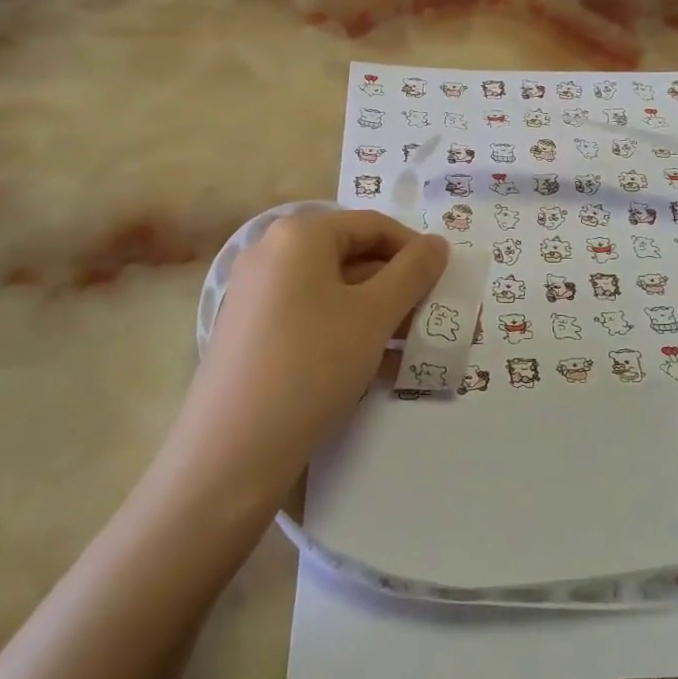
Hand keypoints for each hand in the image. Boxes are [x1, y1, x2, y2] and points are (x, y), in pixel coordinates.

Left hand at [169, 210, 446, 501]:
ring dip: (380, 315)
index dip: (415, 250)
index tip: (446, 284)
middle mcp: (272, 253)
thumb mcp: (374, 315)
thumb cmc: (311, 365)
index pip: (373, 226)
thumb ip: (413, 272)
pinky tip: (379, 368)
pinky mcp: (253, 334)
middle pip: (353, 257)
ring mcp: (258, 295)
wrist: (231, 452)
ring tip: (413, 349)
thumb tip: (437, 243)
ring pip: (335, 292)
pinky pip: (313, 319)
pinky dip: (348, 333)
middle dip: (399, 288)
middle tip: (433, 320)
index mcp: (299, 235)